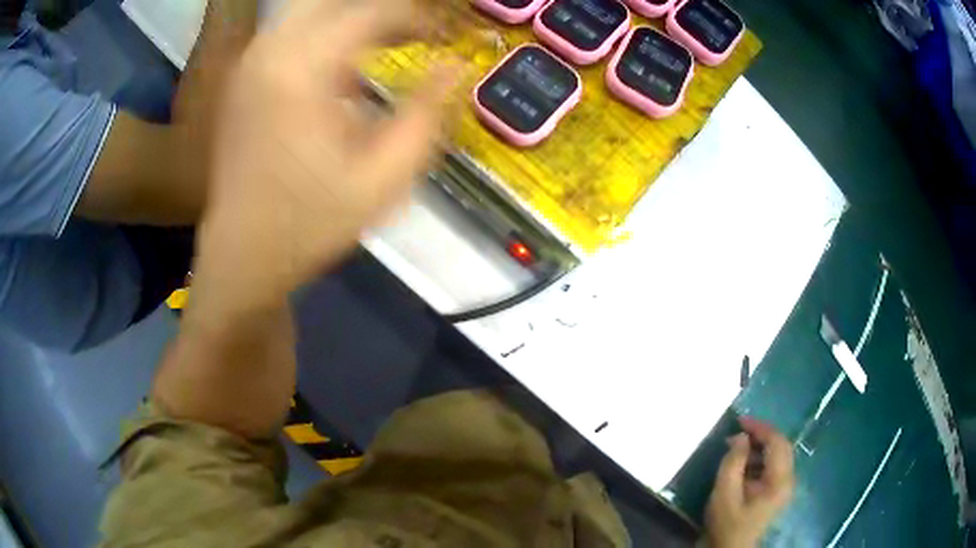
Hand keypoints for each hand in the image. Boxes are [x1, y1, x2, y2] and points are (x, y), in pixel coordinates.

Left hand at [191, 0, 458, 315]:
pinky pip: (289, 33)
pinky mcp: (242, 78)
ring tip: (387, 43)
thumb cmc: (309, 224)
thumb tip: (454, 67)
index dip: (416, 17)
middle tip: (415, 32)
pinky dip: (323, 35)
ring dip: (351, 19)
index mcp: (301, 70)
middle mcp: (269, 52)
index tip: (444, 35)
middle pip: (331, 0)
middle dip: (380, 10)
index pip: (370, 12)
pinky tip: (343, 67)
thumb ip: (425, 115)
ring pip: (308, 11)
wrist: (241, 255)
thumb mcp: (383, 180)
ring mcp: (249, 63)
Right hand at [704, 417, 794, 547]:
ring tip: (738, 445)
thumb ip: (733, 462)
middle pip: (781, 446)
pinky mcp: (776, 492)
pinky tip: (743, 462)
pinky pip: (773, 466)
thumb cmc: (727, 524)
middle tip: (739, 430)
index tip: (739, 421)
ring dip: (760, 446)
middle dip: (761, 434)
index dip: (760, 428)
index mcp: (780, 480)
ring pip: (778, 455)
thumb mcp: (724, 493)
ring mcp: (783, 487)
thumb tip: (740, 437)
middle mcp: (788, 480)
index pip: (777, 443)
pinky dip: (760, 458)